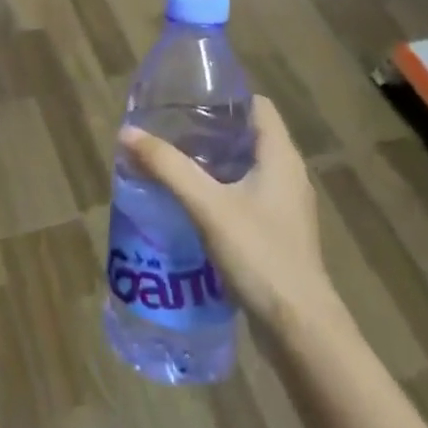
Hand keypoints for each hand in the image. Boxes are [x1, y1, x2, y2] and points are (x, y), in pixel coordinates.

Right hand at [118, 97, 334, 332]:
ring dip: (212, 165)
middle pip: (248, 137)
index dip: (226, 97)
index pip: (258, 106)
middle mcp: (288, 176)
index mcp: (281, 157)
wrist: (300, 330)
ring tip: (171, 163)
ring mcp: (285, 209)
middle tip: (168, 130)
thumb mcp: (208, 205)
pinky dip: (219, 193)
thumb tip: (127, 132)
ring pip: (245, 170)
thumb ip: (168, 167)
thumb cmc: (260, 255)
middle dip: (209, 131)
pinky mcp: (278, 236)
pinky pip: (246, 199)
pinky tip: (189, 205)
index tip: (188, 98)